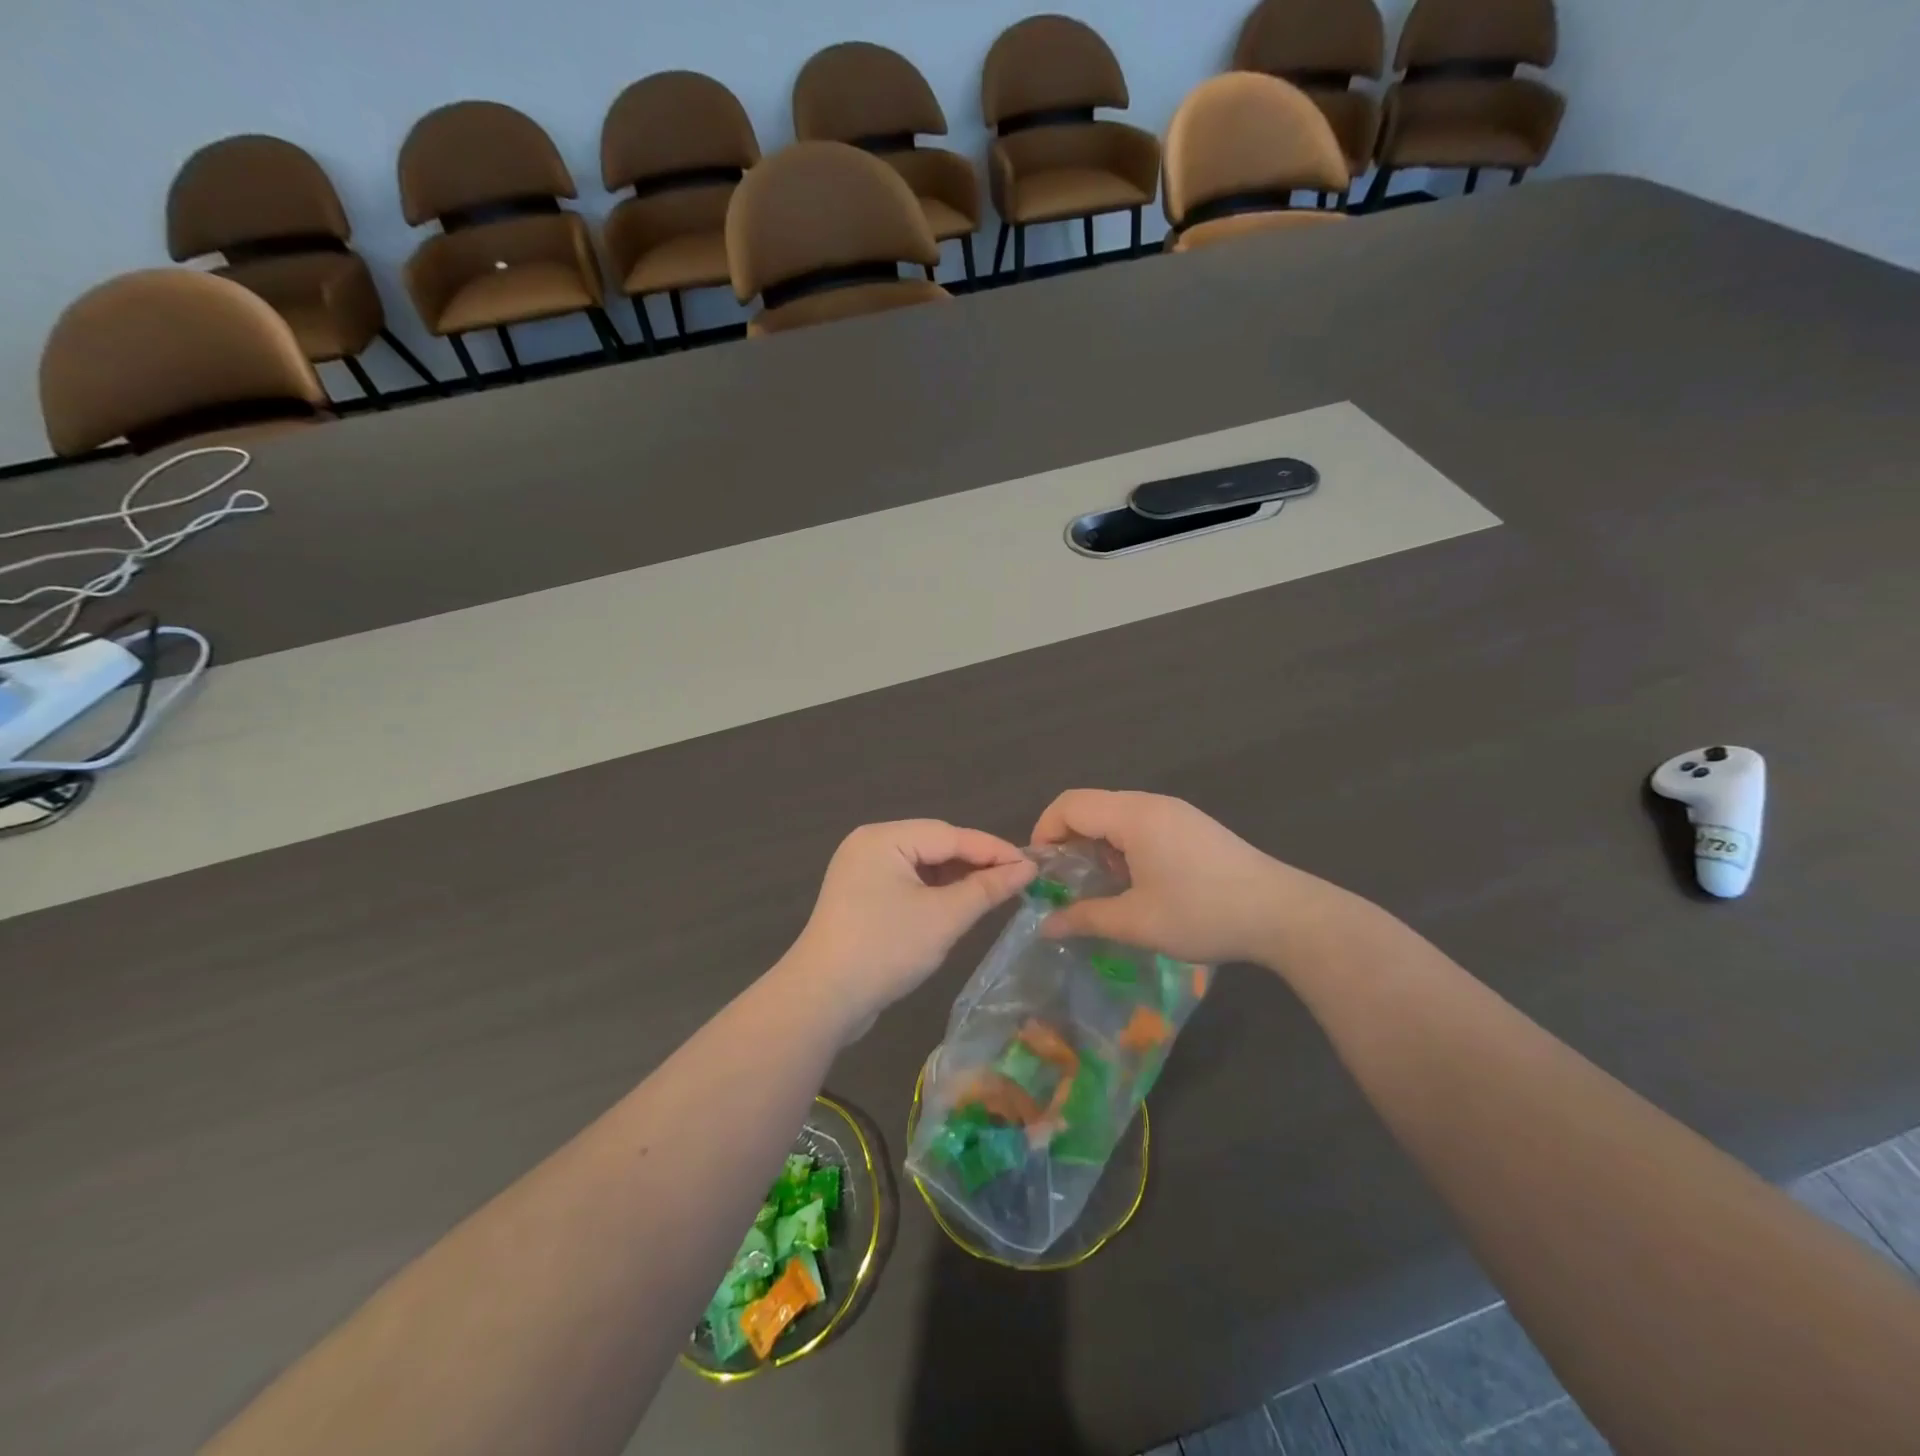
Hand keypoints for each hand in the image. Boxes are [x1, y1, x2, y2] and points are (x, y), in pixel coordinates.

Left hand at [783, 820, 1036, 1028]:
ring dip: (957, 880)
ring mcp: (862, 872)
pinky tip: (960, 907)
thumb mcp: (944, 918)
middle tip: (1018, 880)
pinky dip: (936, 894)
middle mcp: (870, 845)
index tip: (1033, 864)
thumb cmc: (885, 949)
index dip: (993, 849)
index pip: (950, 834)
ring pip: (923, 866)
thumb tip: (1027, 868)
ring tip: (995, 894)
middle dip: (976, 863)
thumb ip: (986, 889)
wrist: (822, 1001)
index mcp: (883, 838)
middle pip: (935, 846)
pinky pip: (908, 884)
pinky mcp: (862, 898)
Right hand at [1030, 789, 1329, 967]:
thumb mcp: (1137, 922)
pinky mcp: (1193, 826)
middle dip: (1069, 841)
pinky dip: (1123, 846)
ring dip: (1098, 845)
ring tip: (1100, 887)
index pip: (1070, 804)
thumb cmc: (1203, 913)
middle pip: (1092, 806)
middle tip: (1065, 884)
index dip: (1044, 831)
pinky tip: (1137, 883)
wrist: (1284, 914)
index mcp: (1133, 816)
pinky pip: (1142, 824)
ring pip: (1117, 816)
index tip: (1041, 871)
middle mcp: (1152, 803)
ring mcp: (1176, 812)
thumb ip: (1086, 918)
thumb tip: (1045, 925)